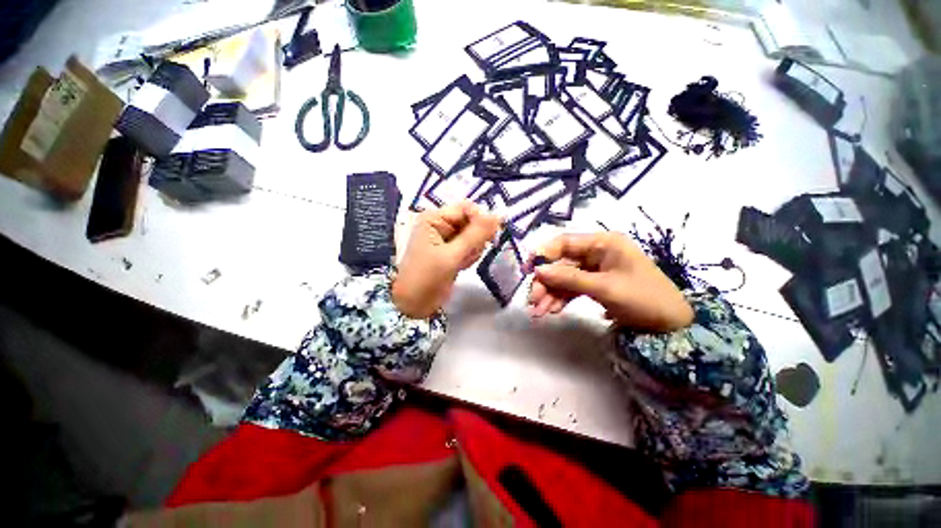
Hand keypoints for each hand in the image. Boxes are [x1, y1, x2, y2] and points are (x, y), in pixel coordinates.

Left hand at [393, 201, 501, 318]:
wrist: (414, 304)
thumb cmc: (427, 277)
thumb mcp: (452, 255)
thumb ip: (475, 235)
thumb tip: (498, 215)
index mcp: (434, 218)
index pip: (466, 208)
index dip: (480, 220)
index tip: (489, 237)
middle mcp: (441, 224)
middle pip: (472, 222)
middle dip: (475, 239)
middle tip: (468, 254)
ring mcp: (447, 238)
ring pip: (474, 236)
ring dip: (473, 250)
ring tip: (460, 262)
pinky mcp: (453, 251)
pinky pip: (471, 247)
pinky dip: (470, 257)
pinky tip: (460, 266)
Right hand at [527, 232, 693, 332]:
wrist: (672, 326)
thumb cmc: (644, 299)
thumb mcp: (604, 288)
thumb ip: (569, 278)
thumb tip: (538, 270)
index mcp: (603, 243)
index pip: (564, 242)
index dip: (543, 254)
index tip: (527, 270)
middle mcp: (597, 252)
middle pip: (561, 263)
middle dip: (546, 283)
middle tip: (532, 301)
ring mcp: (596, 269)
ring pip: (564, 278)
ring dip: (550, 294)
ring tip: (539, 312)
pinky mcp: (596, 283)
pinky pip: (573, 288)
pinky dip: (561, 299)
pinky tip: (553, 310)